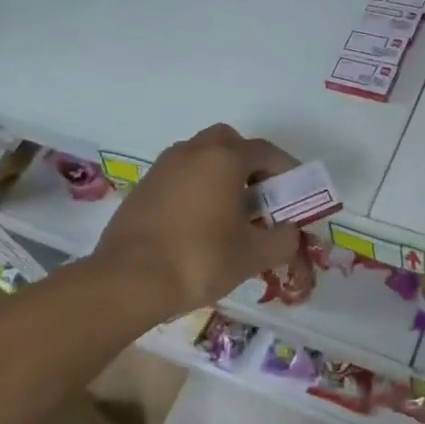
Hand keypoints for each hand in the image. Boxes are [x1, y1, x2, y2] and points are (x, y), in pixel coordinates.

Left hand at [92, 124, 302, 315]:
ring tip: (230, 211)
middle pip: (229, 142)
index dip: (286, 169)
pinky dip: (196, 187)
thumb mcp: (252, 255)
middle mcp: (193, 151)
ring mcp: (163, 166)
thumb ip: (282, 240)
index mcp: (224, 158)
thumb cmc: (199, 259)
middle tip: (260, 195)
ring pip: (201, 156)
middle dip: (249, 163)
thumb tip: (290, 232)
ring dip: (220, 174)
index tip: (296, 192)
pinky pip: (179, 175)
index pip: (265, 151)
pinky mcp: (143, 187)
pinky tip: (198, 222)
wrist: (128, 280)